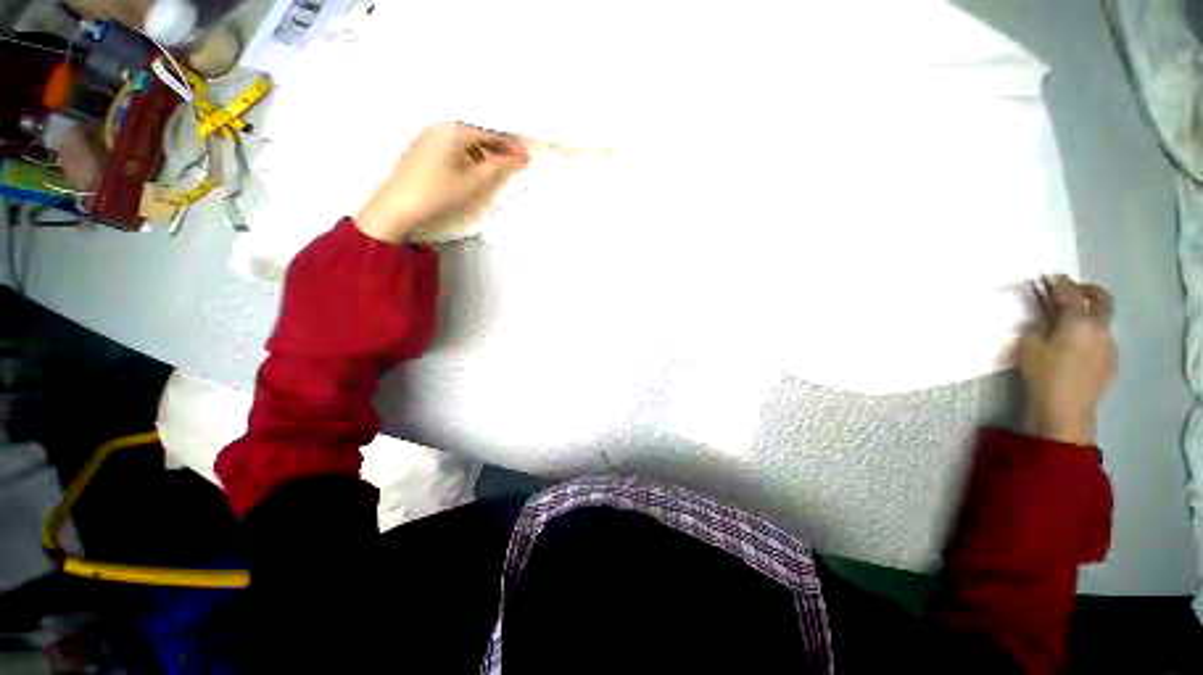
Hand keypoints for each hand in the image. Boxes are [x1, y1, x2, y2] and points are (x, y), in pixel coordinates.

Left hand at [355, 122, 528, 242]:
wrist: (398, 206)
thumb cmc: (439, 192)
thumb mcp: (474, 181)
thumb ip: (498, 167)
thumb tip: (519, 158)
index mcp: (454, 130)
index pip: (490, 133)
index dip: (510, 144)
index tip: (526, 155)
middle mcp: (440, 126)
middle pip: (477, 132)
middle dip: (498, 146)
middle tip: (515, 160)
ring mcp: (428, 135)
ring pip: (465, 139)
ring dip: (483, 150)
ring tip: (496, 166)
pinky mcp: (422, 147)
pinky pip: (453, 144)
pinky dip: (468, 153)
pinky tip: (473, 167)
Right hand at [1019, 275, 1117, 445]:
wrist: (1066, 410)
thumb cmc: (1043, 374)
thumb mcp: (1028, 346)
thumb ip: (1036, 326)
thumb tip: (1039, 316)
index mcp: (1078, 320)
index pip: (1070, 292)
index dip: (1058, 282)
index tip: (1047, 277)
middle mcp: (1100, 327)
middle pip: (1101, 298)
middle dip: (1085, 289)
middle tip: (1068, 290)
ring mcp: (1110, 344)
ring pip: (1103, 318)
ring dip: (1088, 312)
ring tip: (1068, 320)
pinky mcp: (1111, 360)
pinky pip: (1102, 337)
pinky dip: (1090, 331)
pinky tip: (1075, 344)